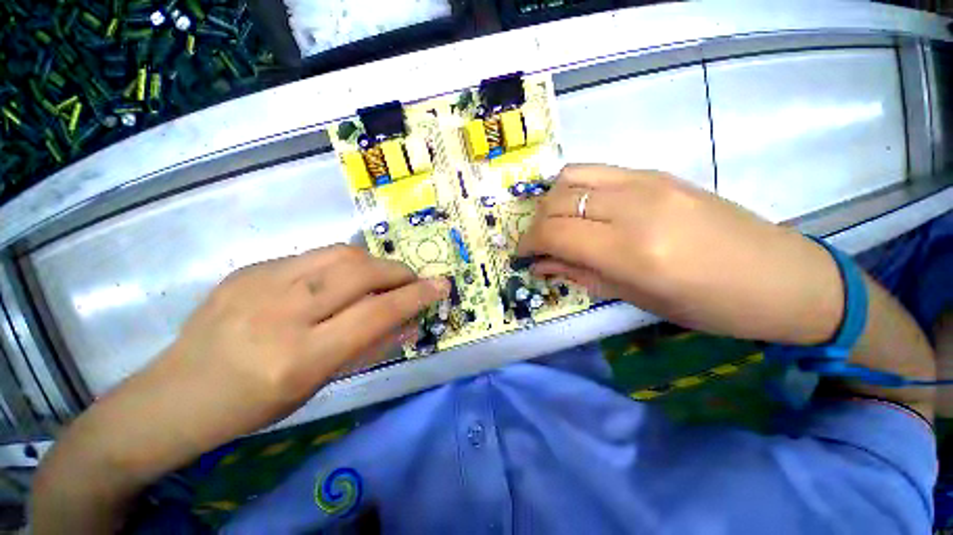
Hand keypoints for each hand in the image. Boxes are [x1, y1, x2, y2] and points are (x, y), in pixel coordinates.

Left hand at [147, 245, 446, 452]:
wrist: (173, 395)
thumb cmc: (254, 405)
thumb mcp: (319, 384)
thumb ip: (370, 346)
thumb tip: (409, 320)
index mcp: (300, 358)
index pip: (377, 313)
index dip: (416, 296)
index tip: (441, 285)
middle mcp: (281, 312)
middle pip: (361, 271)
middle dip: (398, 272)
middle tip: (410, 281)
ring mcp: (260, 283)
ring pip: (340, 254)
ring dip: (374, 264)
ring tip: (381, 278)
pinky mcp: (249, 268)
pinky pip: (314, 257)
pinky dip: (342, 265)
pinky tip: (338, 281)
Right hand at [517, 165, 843, 344]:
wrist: (782, 276)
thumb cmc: (709, 305)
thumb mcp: (635, 298)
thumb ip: (580, 274)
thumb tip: (541, 264)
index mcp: (632, 250)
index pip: (555, 233)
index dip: (529, 243)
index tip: (523, 255)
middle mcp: (634, 206)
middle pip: (557, 201)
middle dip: (536, 224)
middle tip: (538, 244)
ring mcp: (647, 181)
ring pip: (571, 177)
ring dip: (551, 202)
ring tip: (555, 224)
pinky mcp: (656, 172)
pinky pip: (596, 172)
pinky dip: (574, 189)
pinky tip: (581, 209)